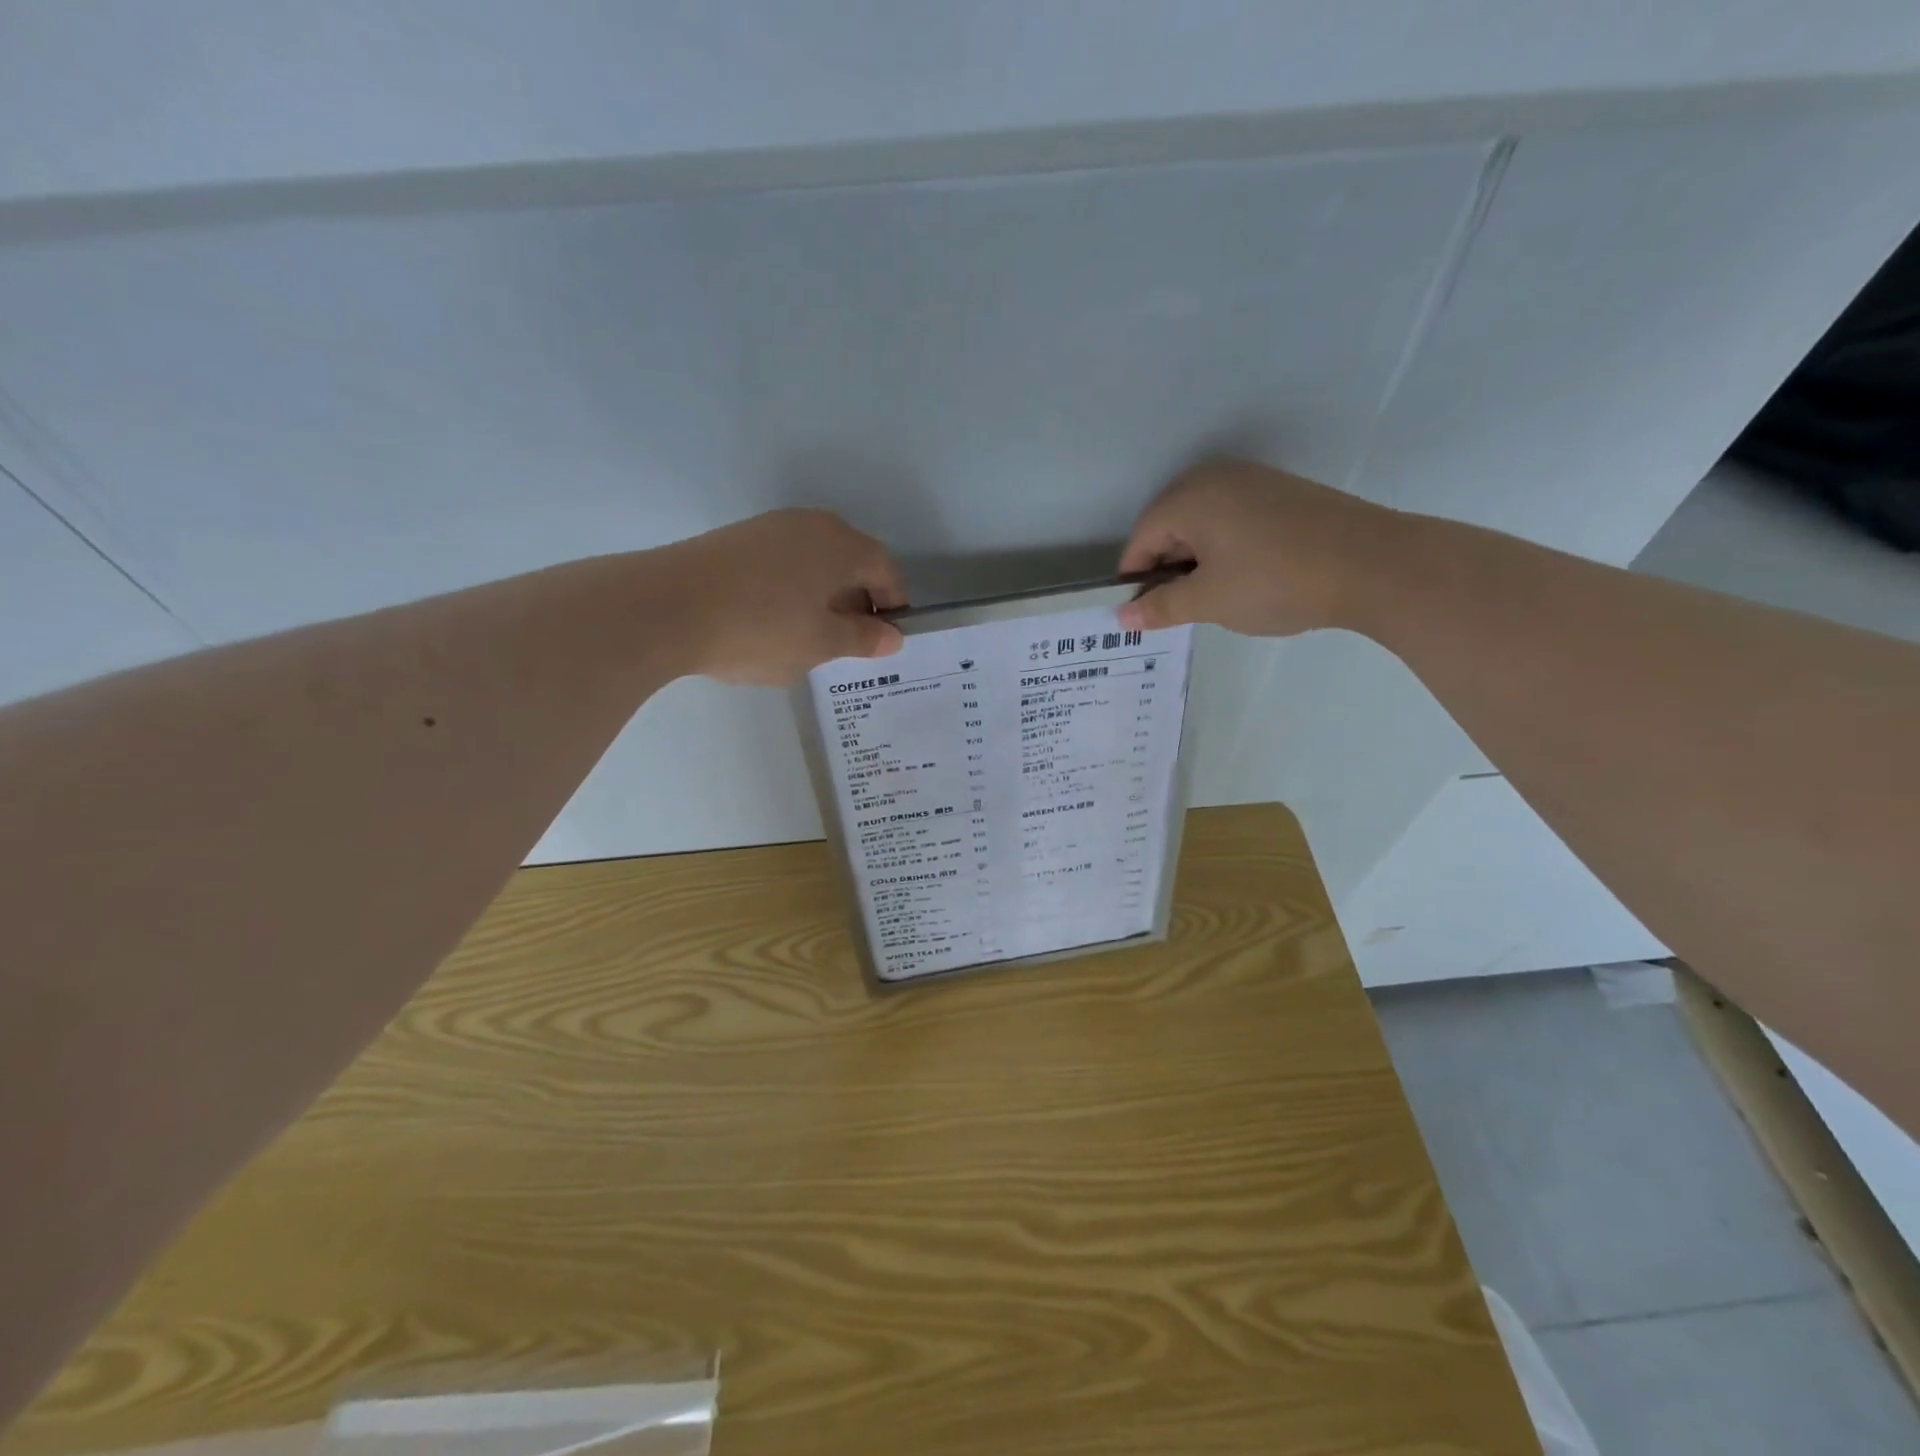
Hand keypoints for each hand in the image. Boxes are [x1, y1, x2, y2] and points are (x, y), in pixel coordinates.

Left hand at [660, 509, 908, 684]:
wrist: (666, 607)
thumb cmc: (761, 628)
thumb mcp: (821, 644)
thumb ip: (862, 638)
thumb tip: (893, 636)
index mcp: (841, 545)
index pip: (885, 570)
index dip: (893, 605)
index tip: (886, 639)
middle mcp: (810, 525)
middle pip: (850, 562)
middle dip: (857, 601)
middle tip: (848, 642)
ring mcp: (769, 527)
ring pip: (813, 563)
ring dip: (822, 596)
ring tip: (808, 636)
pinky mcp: (736, 539)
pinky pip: (782, 563)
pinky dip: (790, 590)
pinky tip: (771, 622)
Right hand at [1117, 459, 1396, 637]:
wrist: (1374, 565)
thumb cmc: (1276, 581)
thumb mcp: (1209, 601)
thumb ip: (1161, 607)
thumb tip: (1123, 615)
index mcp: (1189, 498)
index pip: (1141, 540)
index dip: (1136, 580)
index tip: (1145, 614)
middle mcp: (1215, 478)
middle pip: (1169, 526)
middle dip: (1166, 568)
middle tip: (1180, 609)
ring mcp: (1253, 481)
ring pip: (1202, 523)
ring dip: (1196, 560)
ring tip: (1214, 597)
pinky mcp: (1282, 492)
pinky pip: (1233, 518)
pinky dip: (1225, 548)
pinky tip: (1246, 576)